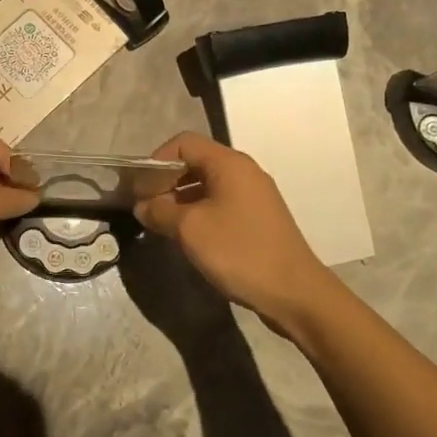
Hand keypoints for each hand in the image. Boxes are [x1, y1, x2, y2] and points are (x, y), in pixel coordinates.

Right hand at [133, 132, 341, 331]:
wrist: (295, 293)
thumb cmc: (239, 251)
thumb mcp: (190, 230)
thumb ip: (160, 212)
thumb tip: (142, 206)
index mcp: (229, 163)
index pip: (184, 143)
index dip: (157, 160)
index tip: (140, 188)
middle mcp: (244, 171)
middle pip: (196, 162)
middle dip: (167, 181)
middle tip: (147, 207)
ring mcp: (254, 195)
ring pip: (207, 184)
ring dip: (181, 199)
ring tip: (163, 225)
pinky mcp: (258, 218)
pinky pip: (221, 203)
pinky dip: (200, 212)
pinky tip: (189, 237)